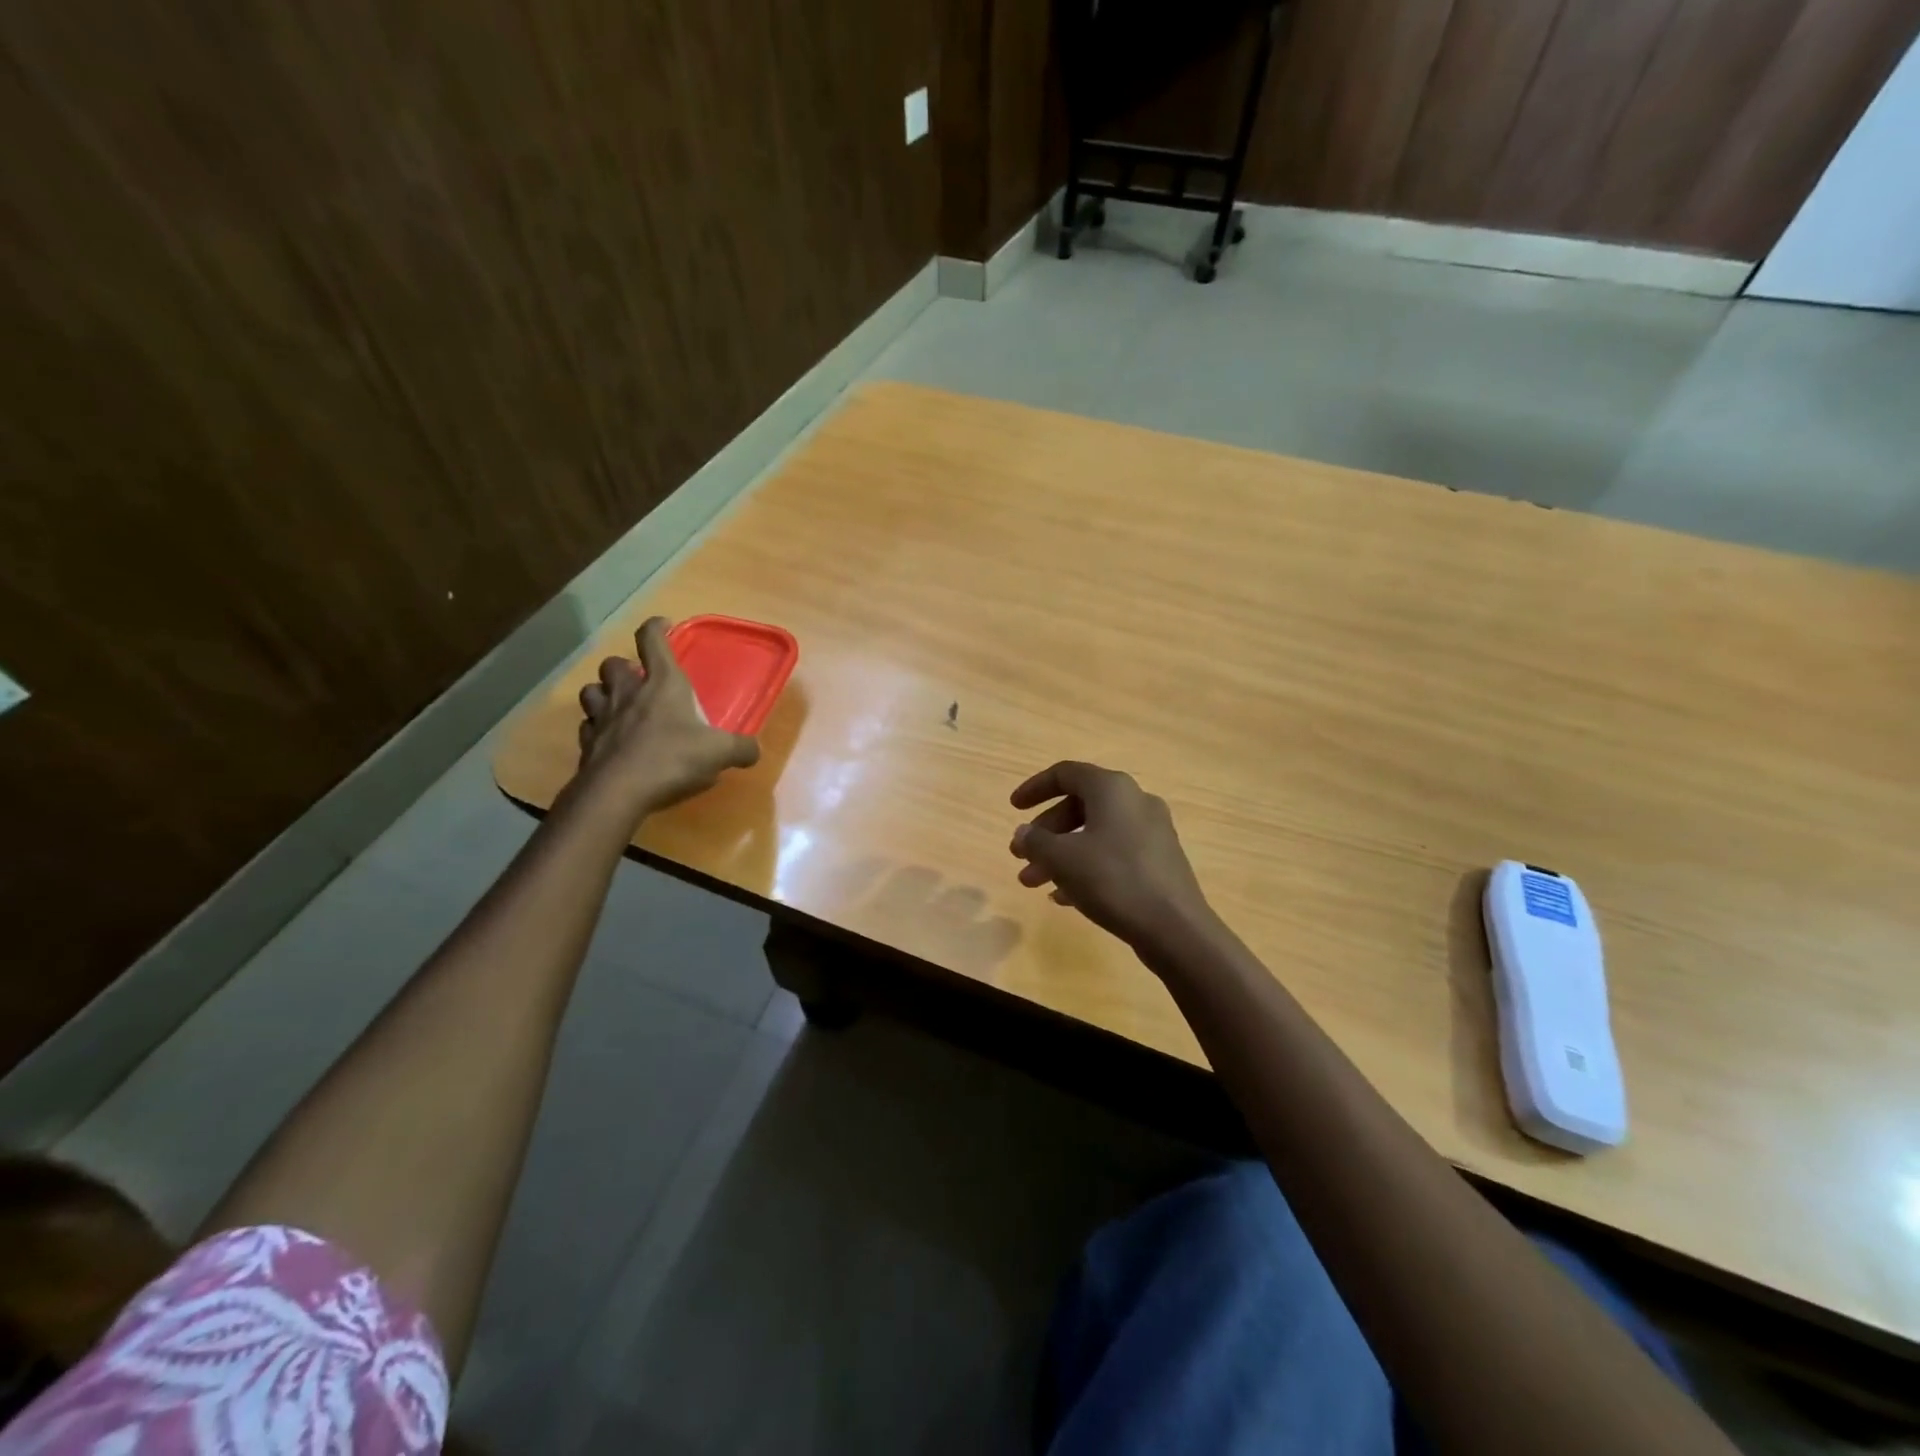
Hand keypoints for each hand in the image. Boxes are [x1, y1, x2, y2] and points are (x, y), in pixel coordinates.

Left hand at [575, 617, 759, 818]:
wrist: (618, 792)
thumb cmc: (672, 759)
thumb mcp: (720, 753)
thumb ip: (741, 748)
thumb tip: (753, 751)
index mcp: (663, 684)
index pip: (652, 640)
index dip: (656, 627)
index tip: (664, 625)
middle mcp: (628, 693)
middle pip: (613, 663)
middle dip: (624, 666)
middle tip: (639, 678)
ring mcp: (602, 717)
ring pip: (591, 690)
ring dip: (603, 693)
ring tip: (618, 705)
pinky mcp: (587, 744)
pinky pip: (587, 727)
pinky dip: (596, 728)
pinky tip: (609, 739)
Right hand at [1009, 761, 1214, 953]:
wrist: (1175, 928)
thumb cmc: (1113, 880)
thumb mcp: (1062, 859)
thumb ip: (1036, 841)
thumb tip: (1024, 833)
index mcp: (1112, 788)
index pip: (1066, 773)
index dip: (1035, 788)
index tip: (1013, 809)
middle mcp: (1135, 801)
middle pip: (1079, 805)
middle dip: (1045, 832)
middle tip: (1021, 856)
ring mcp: (1152, 832)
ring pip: (1095, 833)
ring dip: (1061, 854)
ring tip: (1034, 884)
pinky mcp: (1159, 861)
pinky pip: (1113, 854)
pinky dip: (1086, 867)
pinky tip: (1065, 897)